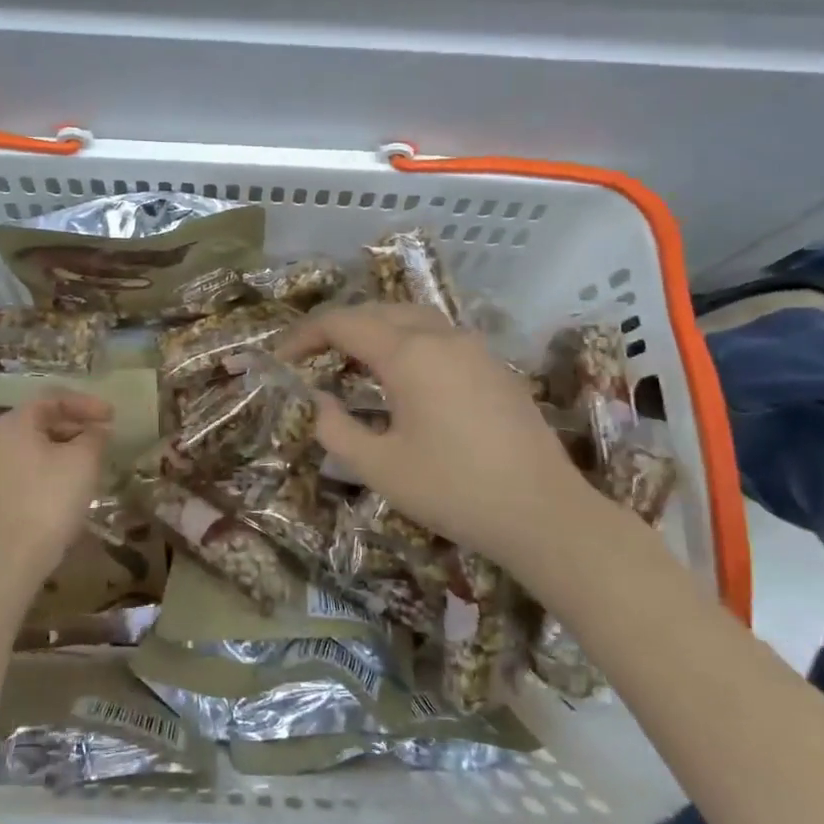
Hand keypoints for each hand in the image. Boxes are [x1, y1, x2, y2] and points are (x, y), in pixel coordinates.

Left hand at [0, 390, 112, 593]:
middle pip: (41, 421)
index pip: (53, 398)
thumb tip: (98, 429)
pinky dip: (50, 469)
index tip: (112, 416)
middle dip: (76, 426)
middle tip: (104, 437)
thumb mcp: (82, 462)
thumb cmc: (47, 501)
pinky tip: (68, 488)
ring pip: (34, 448)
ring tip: (91, 462)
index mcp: (15, 423)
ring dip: (64, 449)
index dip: (86, 403)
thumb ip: (94, 437)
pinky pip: (26, 470)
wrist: (5, 562)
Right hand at [280, 304, 599, 568]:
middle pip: (378, 311)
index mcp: (409, 354)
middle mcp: (441, 337)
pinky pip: (439, 336)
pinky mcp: (494, 367)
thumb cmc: (454, 490)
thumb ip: (336, 429)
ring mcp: (474, 348)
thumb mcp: (380, 468)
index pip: (343, 323)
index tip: (280, 358)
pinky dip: (407, 341)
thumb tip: (318, 401)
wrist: (544, 512)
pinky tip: (404, 377)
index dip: (304, 335)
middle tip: (312, 357)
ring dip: (375, 330)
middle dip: (338, 327)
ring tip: (353, 361)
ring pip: (412, 318)